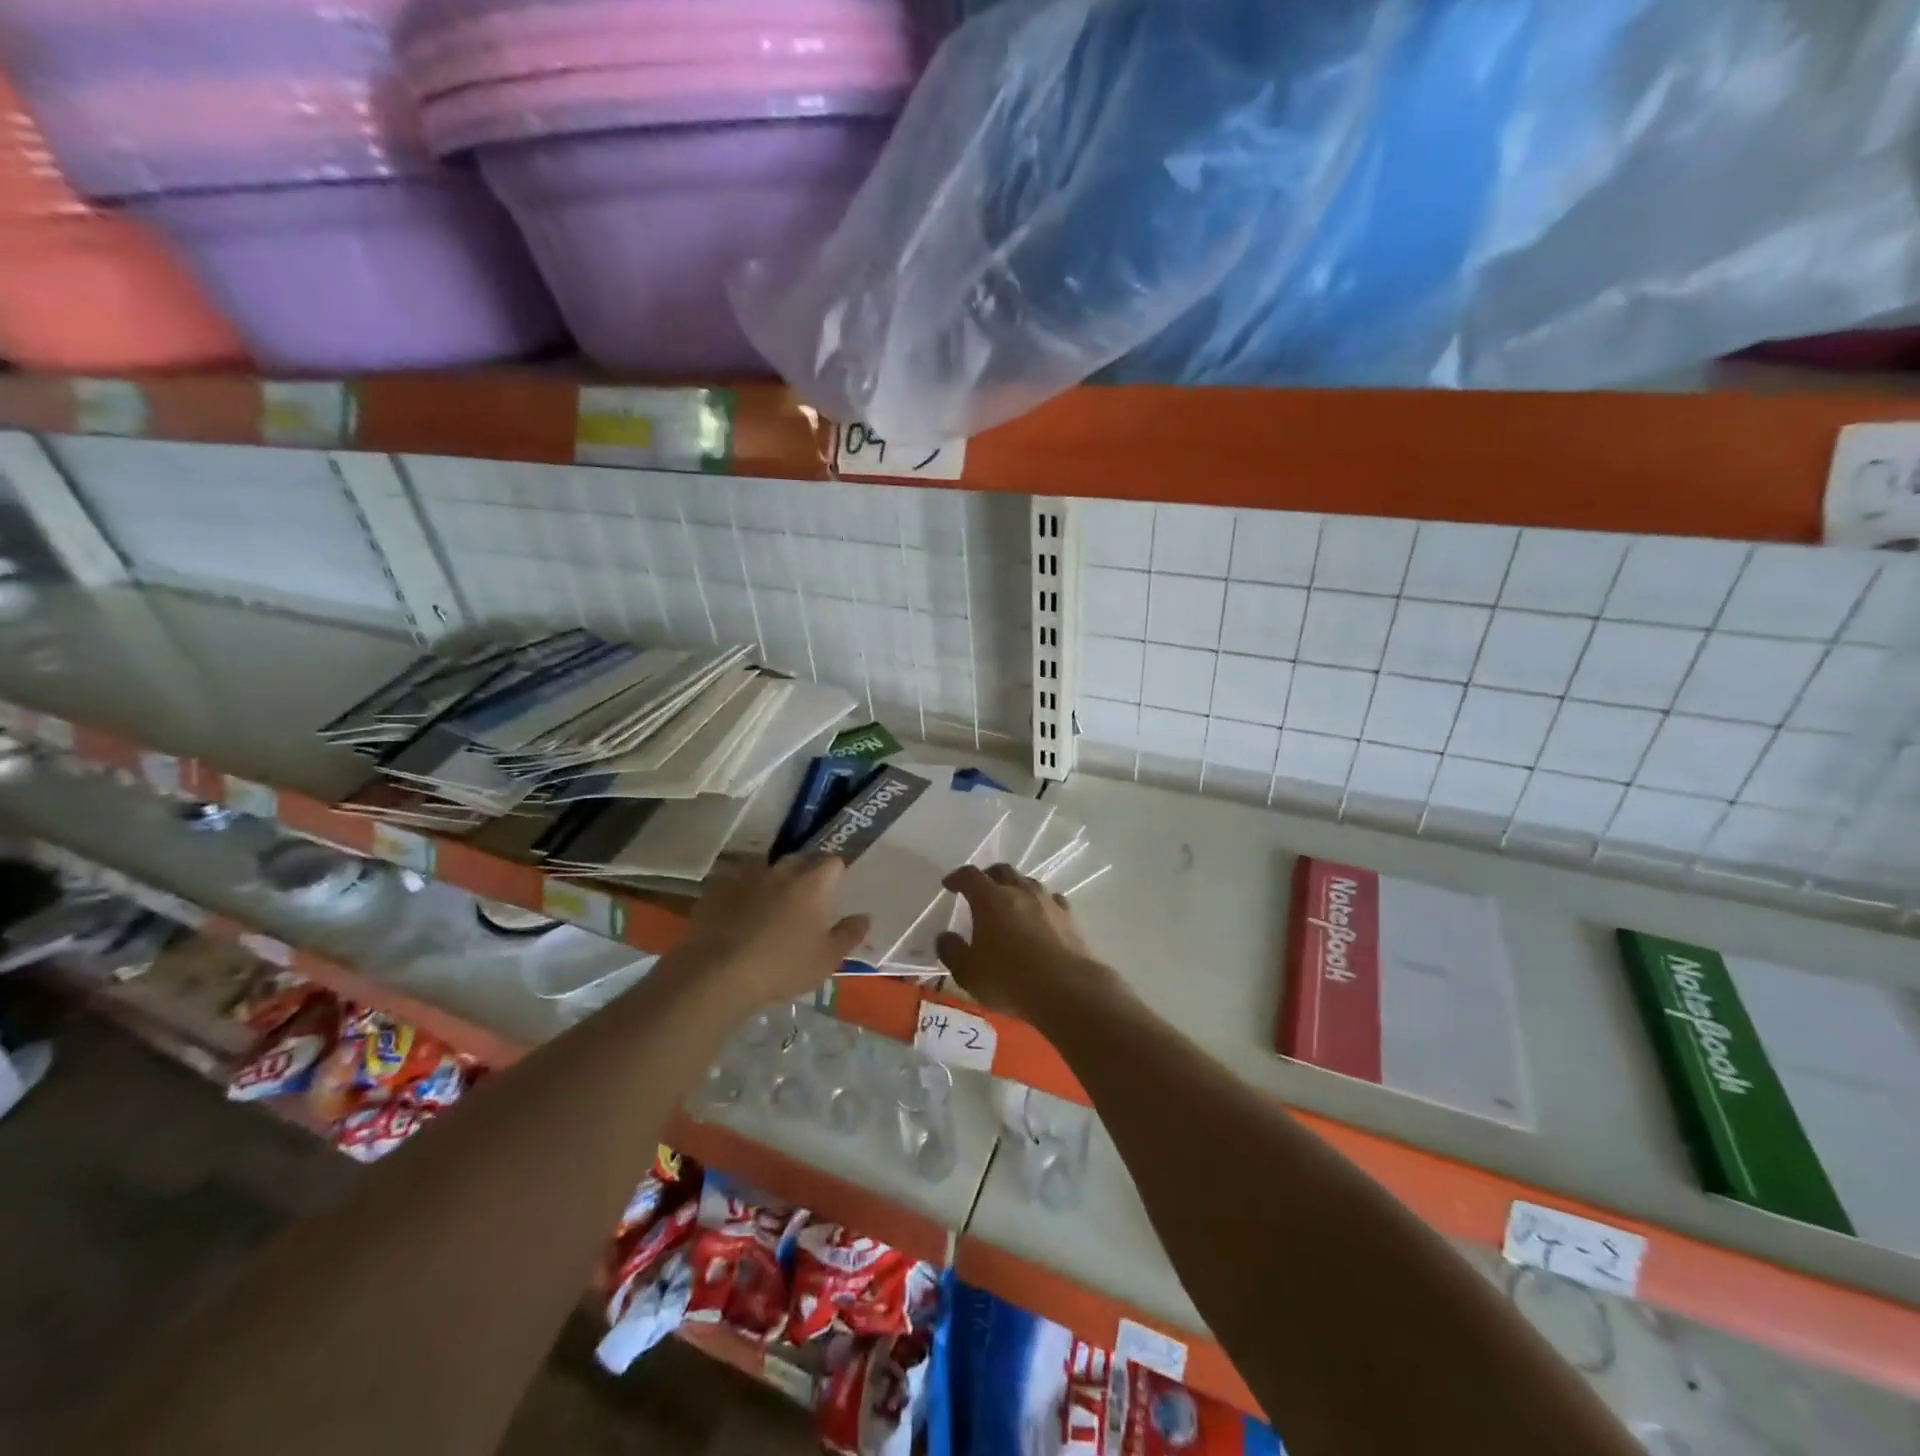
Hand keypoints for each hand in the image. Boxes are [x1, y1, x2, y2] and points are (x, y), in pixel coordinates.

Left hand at [680, 855, 868, 1005]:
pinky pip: (734, 882)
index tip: (834, 890)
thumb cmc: (783, 966)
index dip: (835, 873)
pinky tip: (737, 912)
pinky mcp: (716, 888)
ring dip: (770, 880)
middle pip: (798, 860)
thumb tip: (865, 917)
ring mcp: (746, 876)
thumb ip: (849, 934)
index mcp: (812, 883)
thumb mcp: (827, 959)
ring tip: (769, 904)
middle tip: (804, 898)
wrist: (718, 974)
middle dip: (804, 872)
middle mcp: (781, 871)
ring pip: (764, 868)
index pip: (832, 862)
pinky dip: (740, 892)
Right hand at [935, 864, 1110, 1019]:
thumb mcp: (968, 973)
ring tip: (1010, 902)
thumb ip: (952, 952)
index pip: (970, 876)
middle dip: (988, 876)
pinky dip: (1041, 903)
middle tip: (980, 889)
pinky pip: (1051, 899)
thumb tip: (945, 937)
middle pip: (1002, 871)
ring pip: (1028, 882)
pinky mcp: (1069, 916)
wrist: (1066, 988)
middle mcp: (1019, 891)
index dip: (957, 878)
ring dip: (1016, 887)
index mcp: (990, 899)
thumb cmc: (1009, 979)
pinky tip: (1041, 915)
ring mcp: (1047, 901)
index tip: (949, 885)